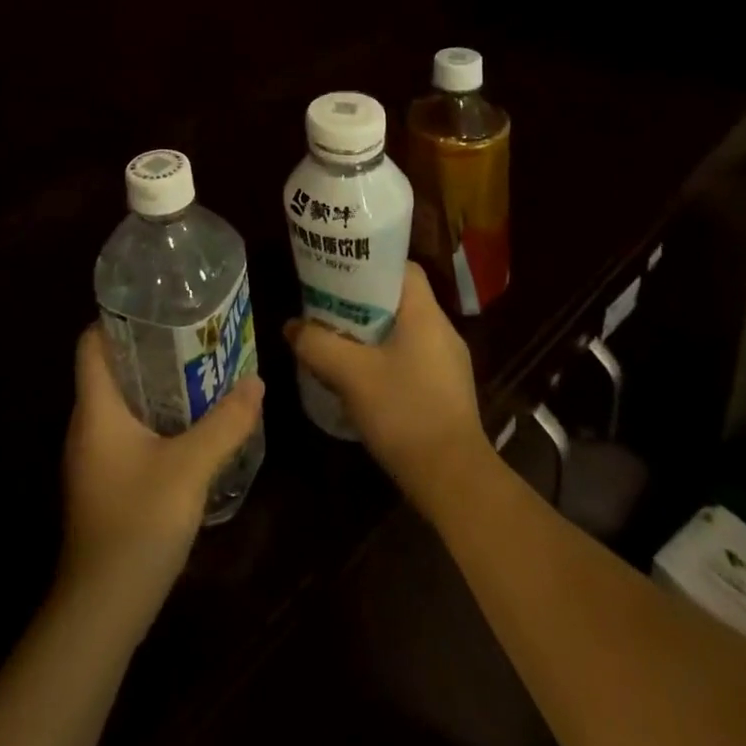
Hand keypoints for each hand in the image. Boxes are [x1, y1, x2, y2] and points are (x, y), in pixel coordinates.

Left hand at [60, 325, 264, 607]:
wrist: (102, 611)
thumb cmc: (138, 523)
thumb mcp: (190, 468)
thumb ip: (225, 423)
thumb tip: (256, 381)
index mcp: (96, 409)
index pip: (91, 343)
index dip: (118, 319)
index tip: (159, 307)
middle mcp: (87, 426)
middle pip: (111, 370)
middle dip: (151, 351)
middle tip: (194, 336)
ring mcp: (93, 458)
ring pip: (122, 404)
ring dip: (156, 388)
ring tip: (200, 373)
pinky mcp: (104, 484)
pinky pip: (127, 433)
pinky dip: (155, 420)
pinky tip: (189, 429)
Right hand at [283, 262, 490, 509]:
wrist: (453, 480)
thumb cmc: (404, 412)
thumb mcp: (350, 374)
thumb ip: (317, 344)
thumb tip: (291, 326)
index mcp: (425, 314)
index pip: (402, 268)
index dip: (370, 265)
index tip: (339, 273)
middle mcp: (442, 331)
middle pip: (398, 299)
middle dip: (361, 302)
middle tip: (327, 307)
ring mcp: (448, 363)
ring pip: (403, 332)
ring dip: (371, 333)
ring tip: (337, 340)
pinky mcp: (446, 391)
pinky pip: (411, 358)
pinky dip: (385, 358)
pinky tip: (361, 378)